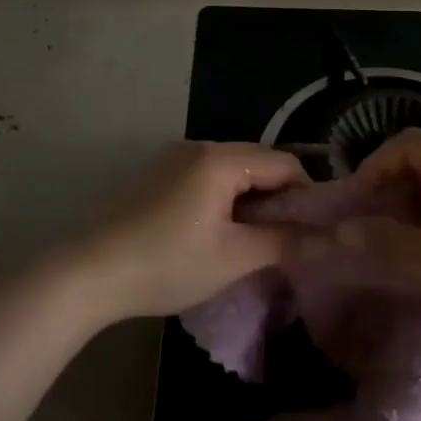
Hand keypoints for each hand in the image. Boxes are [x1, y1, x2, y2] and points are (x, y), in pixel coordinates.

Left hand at [50, 140, 312, 323]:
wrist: (86, 273)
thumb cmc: (166, 263)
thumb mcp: (234, 257)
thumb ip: (287, 243)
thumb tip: (334, 239)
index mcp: (221, 158)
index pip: (284, 164)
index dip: (308, 195)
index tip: (315, 231)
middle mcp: (199, 147)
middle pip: (257, 164)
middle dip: (279, 199)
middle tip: (287, 240)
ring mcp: (173, 160)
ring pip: (232, 173)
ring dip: (250, 202)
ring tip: (255, 242)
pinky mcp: (156, 177)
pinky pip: (206, 180)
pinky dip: (224, 201)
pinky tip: (218, 234)